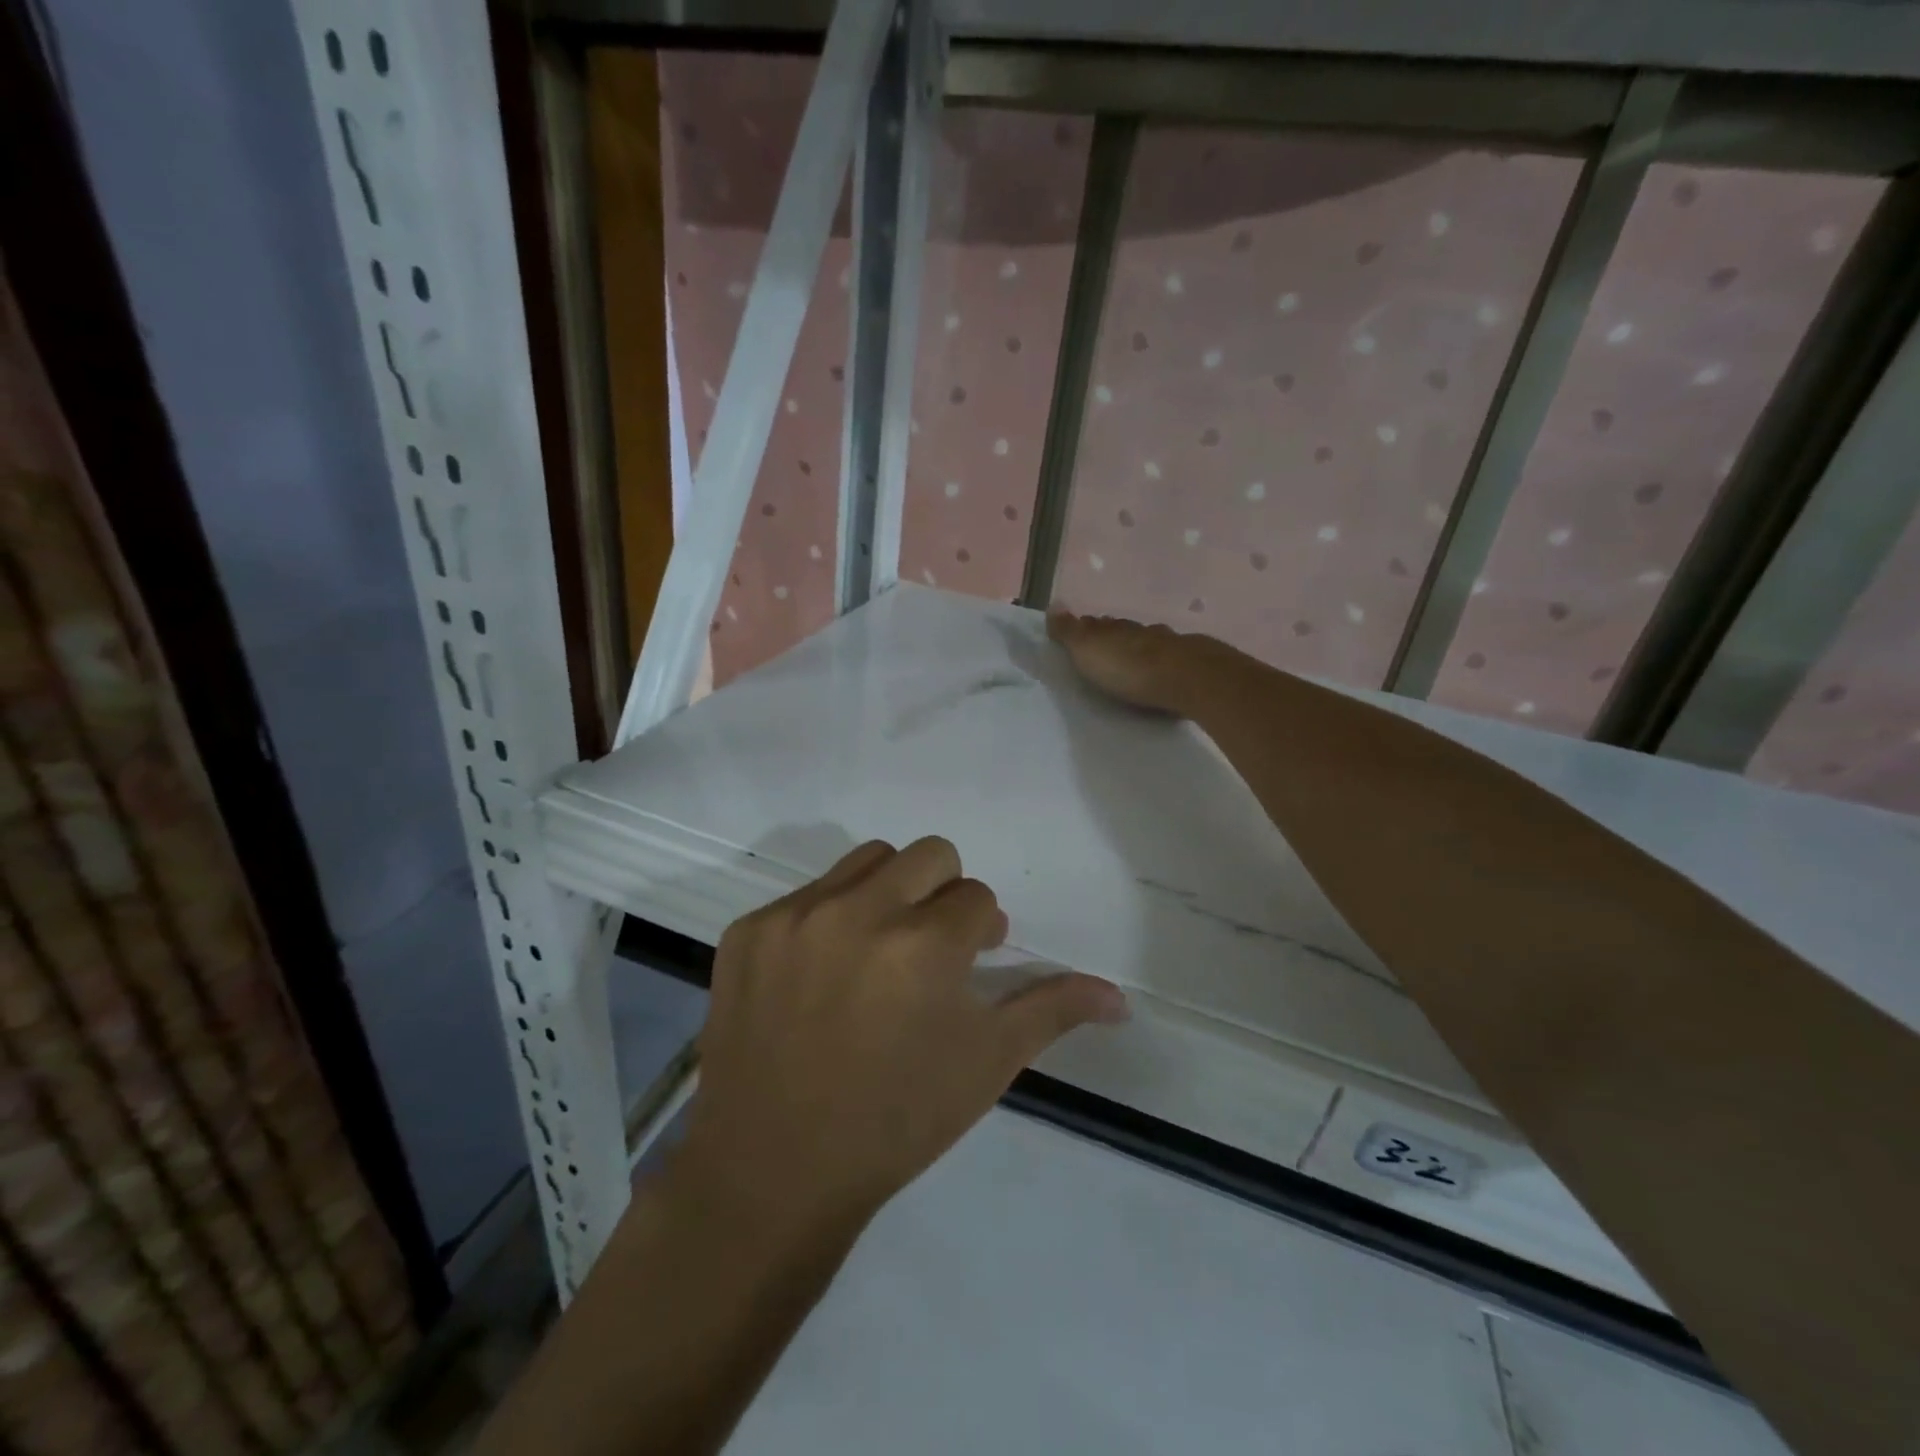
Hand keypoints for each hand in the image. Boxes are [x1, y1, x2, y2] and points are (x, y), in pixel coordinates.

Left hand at [681, 838, 1129, 1231]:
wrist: (771, 1172)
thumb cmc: (894, 1122)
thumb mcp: (984, 1065)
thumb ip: (1051, 1011)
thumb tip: (1120, 996)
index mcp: (923, 945)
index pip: (978, 898)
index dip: (981, 933)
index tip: (968, 966)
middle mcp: (857, 912)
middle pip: (929, 855)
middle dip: (945, 893)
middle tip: (932, 948)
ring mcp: (794, 916)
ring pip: (868, 861)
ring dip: (889, 892)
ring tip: (879, 950)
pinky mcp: (748, 930)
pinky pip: (806, 894)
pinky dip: (828, 919)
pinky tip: (822, 976)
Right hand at [1047, 610, 1214, 713]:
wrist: (1187, 679)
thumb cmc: (1129, 667)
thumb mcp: (1088, 649)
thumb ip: (1069, 631)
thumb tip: (1052, 603)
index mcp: (1114, 628)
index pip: (1096, 624)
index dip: (1087, 628)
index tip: (1080, 633)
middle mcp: (1141, 632)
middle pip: (1124, 632)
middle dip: (1114, 638)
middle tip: (1105, 649)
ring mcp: (1168, 646)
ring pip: (1149, 643)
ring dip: (1140, 650)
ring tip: (1133, 662)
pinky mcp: (1190, 665)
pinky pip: (1171, 660)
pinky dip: (1163, 663)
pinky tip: (1163, 670)